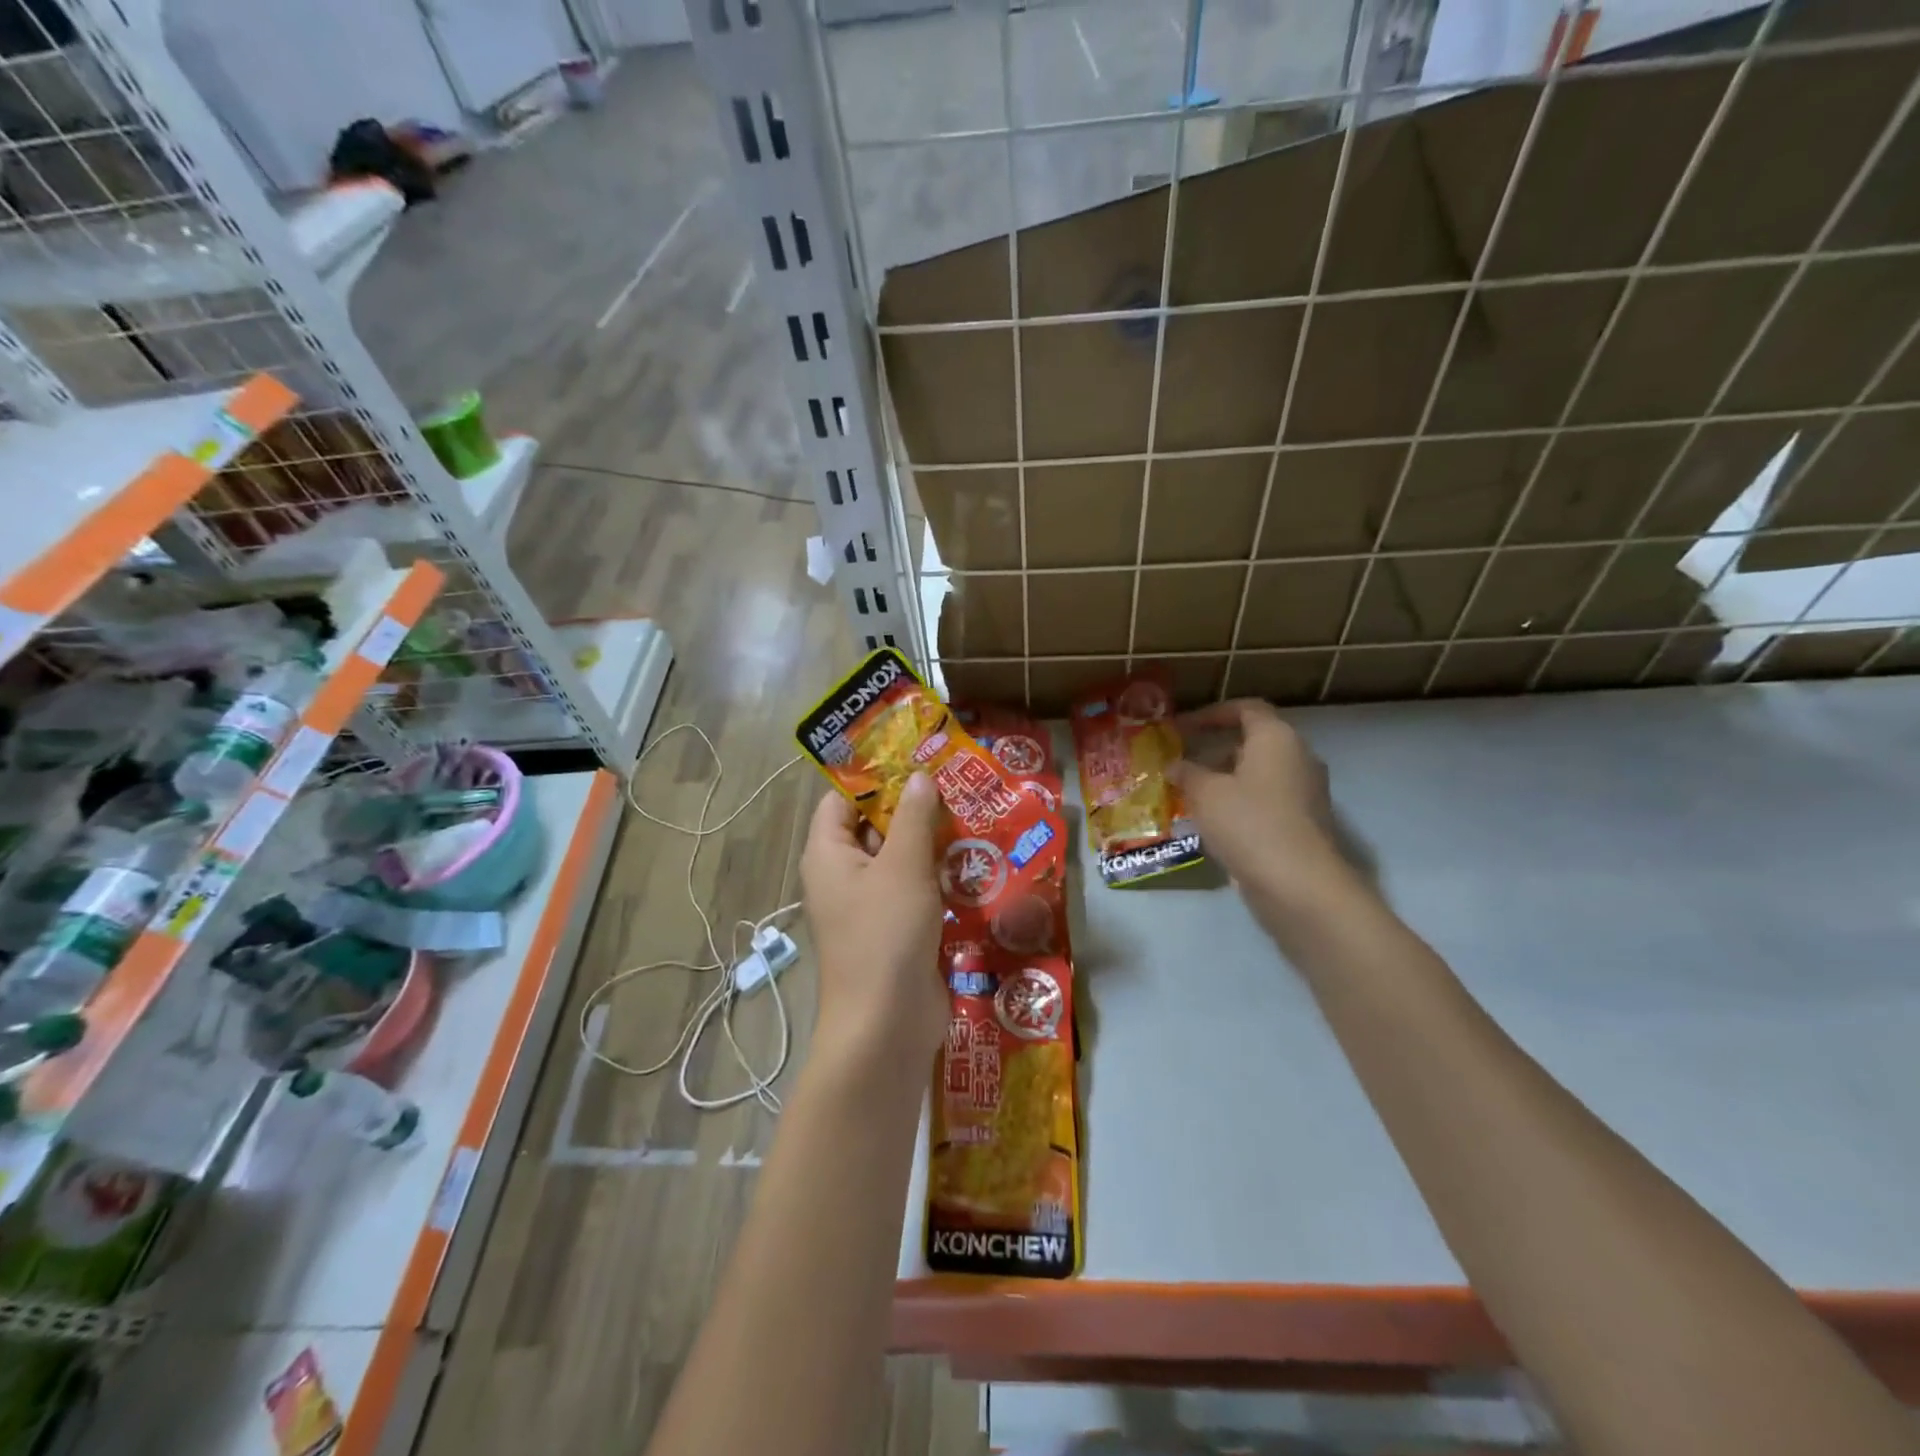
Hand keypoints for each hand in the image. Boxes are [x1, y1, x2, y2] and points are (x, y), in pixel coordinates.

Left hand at [800, 773, 945, 1081]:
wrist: (887, 1025)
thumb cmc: (886, 934)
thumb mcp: (902, 866)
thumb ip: (913, 817)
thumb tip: (919, 777)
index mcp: (828, 854)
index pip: (842, 800)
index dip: (875, 778)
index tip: (917, 759)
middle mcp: (842, 875)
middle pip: (874, 827)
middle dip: (912, 808)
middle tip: (956, 782)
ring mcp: (869, 905)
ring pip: (899, 860)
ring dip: (931, 843)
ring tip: (972, 813)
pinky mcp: (895, 930)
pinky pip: (914, 891)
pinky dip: (938, 876)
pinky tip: (974, 861)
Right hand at [1168, 700, 1356, 915]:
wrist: (1299, 885)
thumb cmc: (1249, 823)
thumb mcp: (1205, 793)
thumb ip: (1187, 773)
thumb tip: (1174, 765)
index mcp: (1277, 738)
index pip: (1246, 709)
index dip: (1212, 714)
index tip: (1181, 727)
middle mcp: (1297, 758)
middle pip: (1252, 743)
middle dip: (1213, 751)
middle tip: (1180, 764)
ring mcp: (1304, 793)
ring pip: (1257, 775)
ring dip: (1223, 781)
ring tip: (1188, 796)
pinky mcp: (1302, 824)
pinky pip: (1264, 802)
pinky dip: (1238, 805)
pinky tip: (1210, 824)